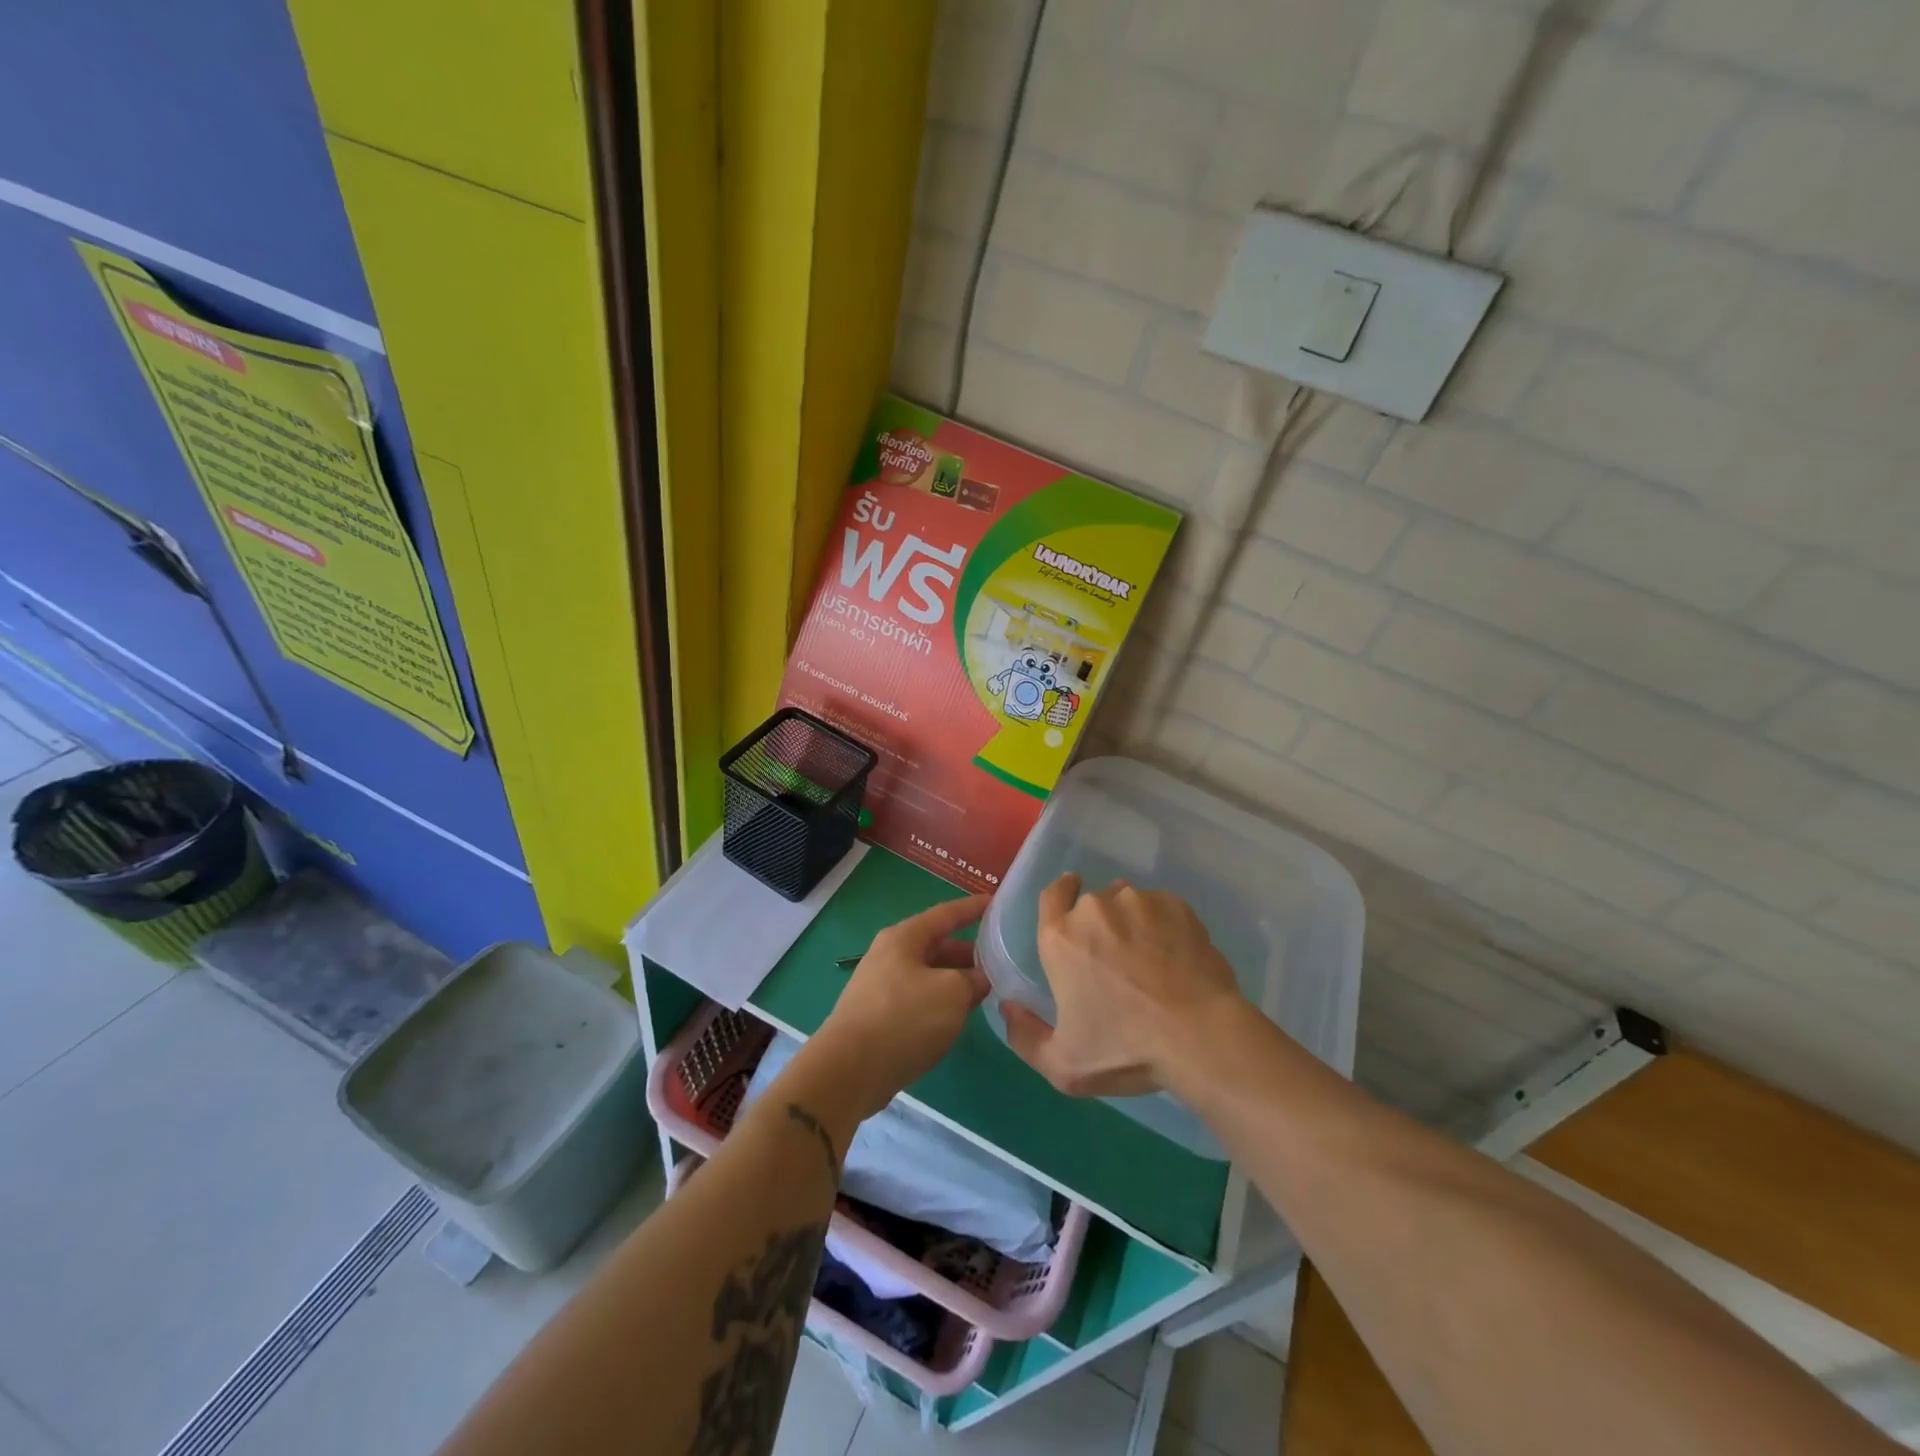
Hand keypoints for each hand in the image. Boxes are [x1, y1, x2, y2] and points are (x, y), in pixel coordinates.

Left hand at [798, 894, 989, 1123]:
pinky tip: (958, 1016)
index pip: (946, 914)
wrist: (849, 1071)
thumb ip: (973, 980)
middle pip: (937, 945)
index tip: (996, 901)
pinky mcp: (879, 1016)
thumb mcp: (952, 993)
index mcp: (904, 938)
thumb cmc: (904, 1019)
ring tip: (986, 990)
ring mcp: (881, 986)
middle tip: (1001, 959)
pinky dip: (941, 1001)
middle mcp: (890, 955)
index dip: (973, 908)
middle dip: (969, 952)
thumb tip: (980, 979)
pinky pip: (919, 998)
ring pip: (929, 974)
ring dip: (956, 980)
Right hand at [1003, 873, 1244, 1097]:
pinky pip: (1162, 909)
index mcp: (1060, 938)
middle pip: (1092, 905)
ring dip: (1132, 923)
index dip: (1060, 894)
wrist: (1199, 1035)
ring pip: (1129, 904)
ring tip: (1151, 958)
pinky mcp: (1176, 906)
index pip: (1052, 895)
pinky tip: (1176, 956)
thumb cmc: (1126, 1049)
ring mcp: (1138, 902)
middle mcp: (1095, 909)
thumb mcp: (1064, 1065)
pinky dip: (1164, 926)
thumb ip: (1025, 1037)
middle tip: (1117, 959)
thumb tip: (1008, 1008)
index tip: (1070, 896)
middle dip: (1100, 925)